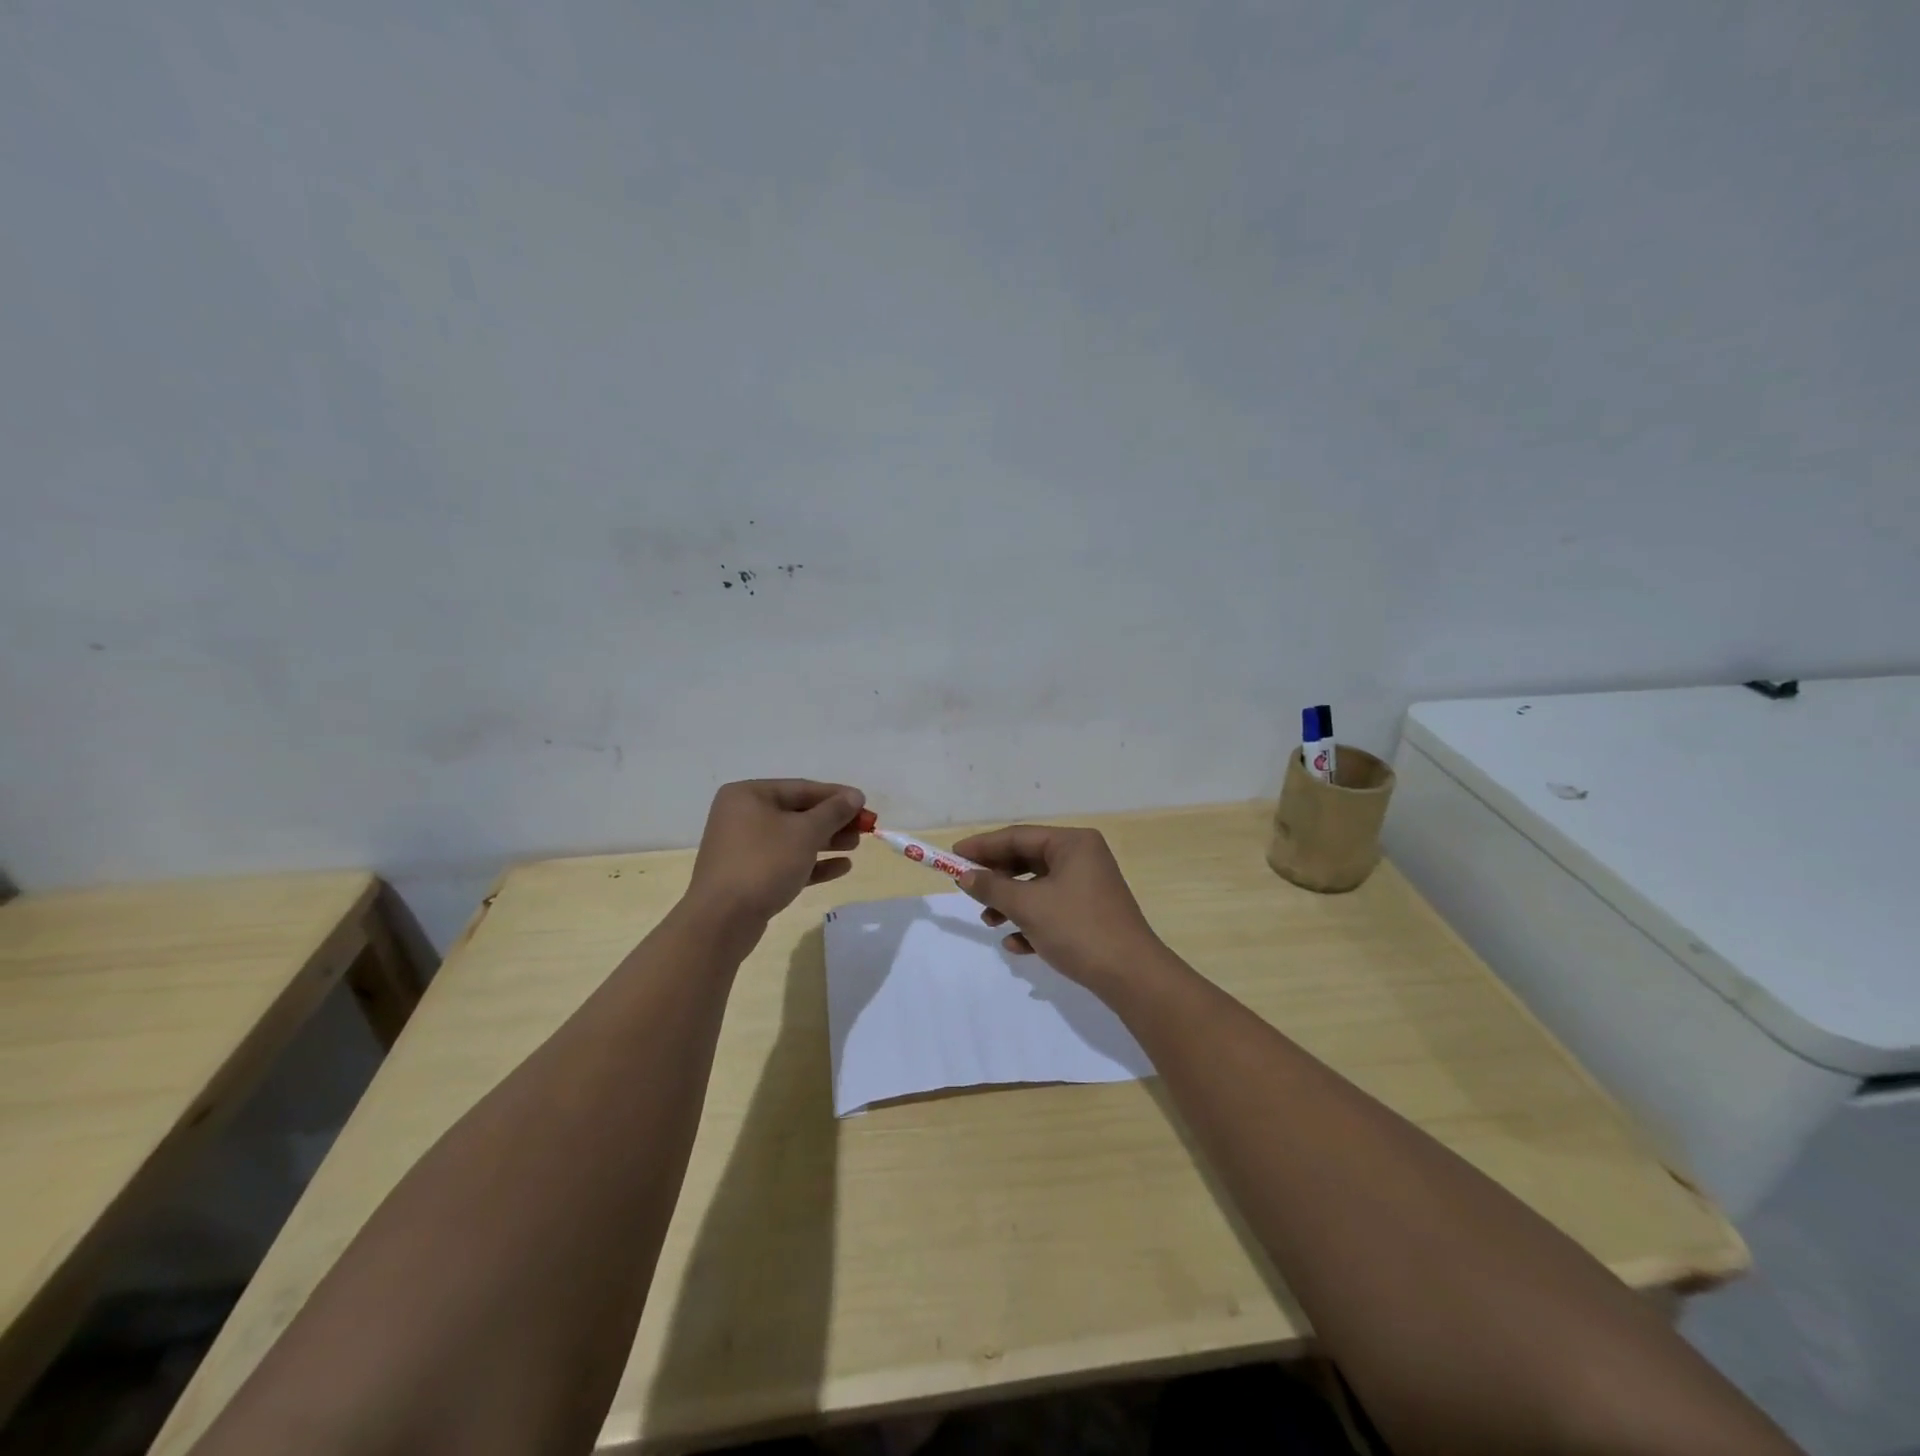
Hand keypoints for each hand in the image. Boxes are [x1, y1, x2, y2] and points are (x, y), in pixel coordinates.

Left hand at [686, 780, 865, 923]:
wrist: (722, 920)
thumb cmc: (764, 863)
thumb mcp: (805, 832)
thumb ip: (833, 812)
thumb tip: (855, 796)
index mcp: (748, 795)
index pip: (801, 788)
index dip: (836, 796)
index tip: (865, 804)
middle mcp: (742, 816)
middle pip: (797, 813)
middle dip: (833, 821)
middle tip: (864, 829)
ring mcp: (744, 848)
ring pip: (793, 839)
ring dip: (826, 841)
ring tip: (855, 846)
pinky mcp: (749, 876)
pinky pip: (786, 862)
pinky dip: (813, 863)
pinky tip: (842, 868)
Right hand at [952, 824, 1168, 991]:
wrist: (1131, 976)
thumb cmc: (1078, 929)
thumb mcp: (1028, 906)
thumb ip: (992, 888)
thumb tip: (964, 876)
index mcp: (1073, 844)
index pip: (1018, 836)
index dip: (982, 846)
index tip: (953, 856)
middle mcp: (1083, 858)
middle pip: (1027, 860)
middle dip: (997, 879)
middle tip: (968, 891)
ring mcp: (1088, 887)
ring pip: (1037, 887)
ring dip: (1010, 903)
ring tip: (989, 922)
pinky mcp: (1090, 914)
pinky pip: (1052, 909)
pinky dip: (1031, 922)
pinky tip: (1016, 944)